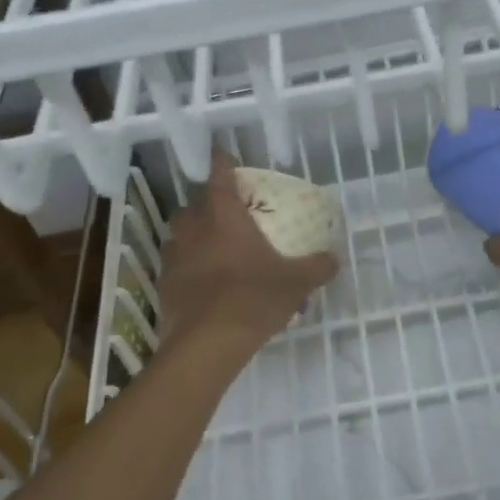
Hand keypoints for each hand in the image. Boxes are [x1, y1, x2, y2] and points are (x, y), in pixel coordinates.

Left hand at [157, 149, 338, 356]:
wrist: (207, 344)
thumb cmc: (253, 298)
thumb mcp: (295, 282)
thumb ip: (317, 267)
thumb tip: (335, 259)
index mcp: (224, 219)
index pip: (219, 178)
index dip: (221, 163)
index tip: (222, 155)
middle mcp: (195, 231)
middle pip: (191, 207)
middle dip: (203, 205)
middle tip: (222, 214)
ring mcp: (175, 259)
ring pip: (178, 236)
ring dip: (191, 237)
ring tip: (210, 248)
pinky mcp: (165, 287)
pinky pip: (174, 268)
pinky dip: (185, 268)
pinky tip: (201, 283)